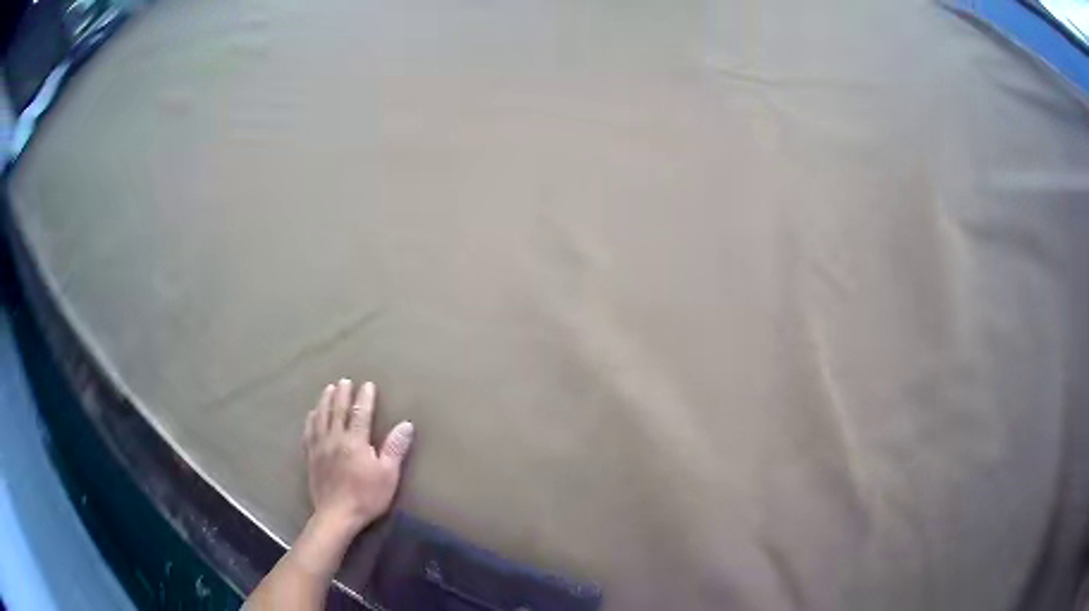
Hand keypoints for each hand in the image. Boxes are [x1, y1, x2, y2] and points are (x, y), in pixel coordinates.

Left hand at [303, 379, 413, 534]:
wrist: (337, 515)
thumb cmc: (367, 496)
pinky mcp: (311, 457)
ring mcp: (320, 447)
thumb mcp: (388, 475)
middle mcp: (335, 438)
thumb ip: (395, 448)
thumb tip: (406, 424)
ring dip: (325, 401)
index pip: (361, 413)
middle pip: (337, 411)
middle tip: (344, 380)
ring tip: (328, 389)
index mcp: (355, 441)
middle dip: (342, 394)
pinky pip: (309, 432)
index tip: (368, 384)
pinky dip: (311, 420)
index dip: (365, 397)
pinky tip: (312, 414)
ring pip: (321, 418)